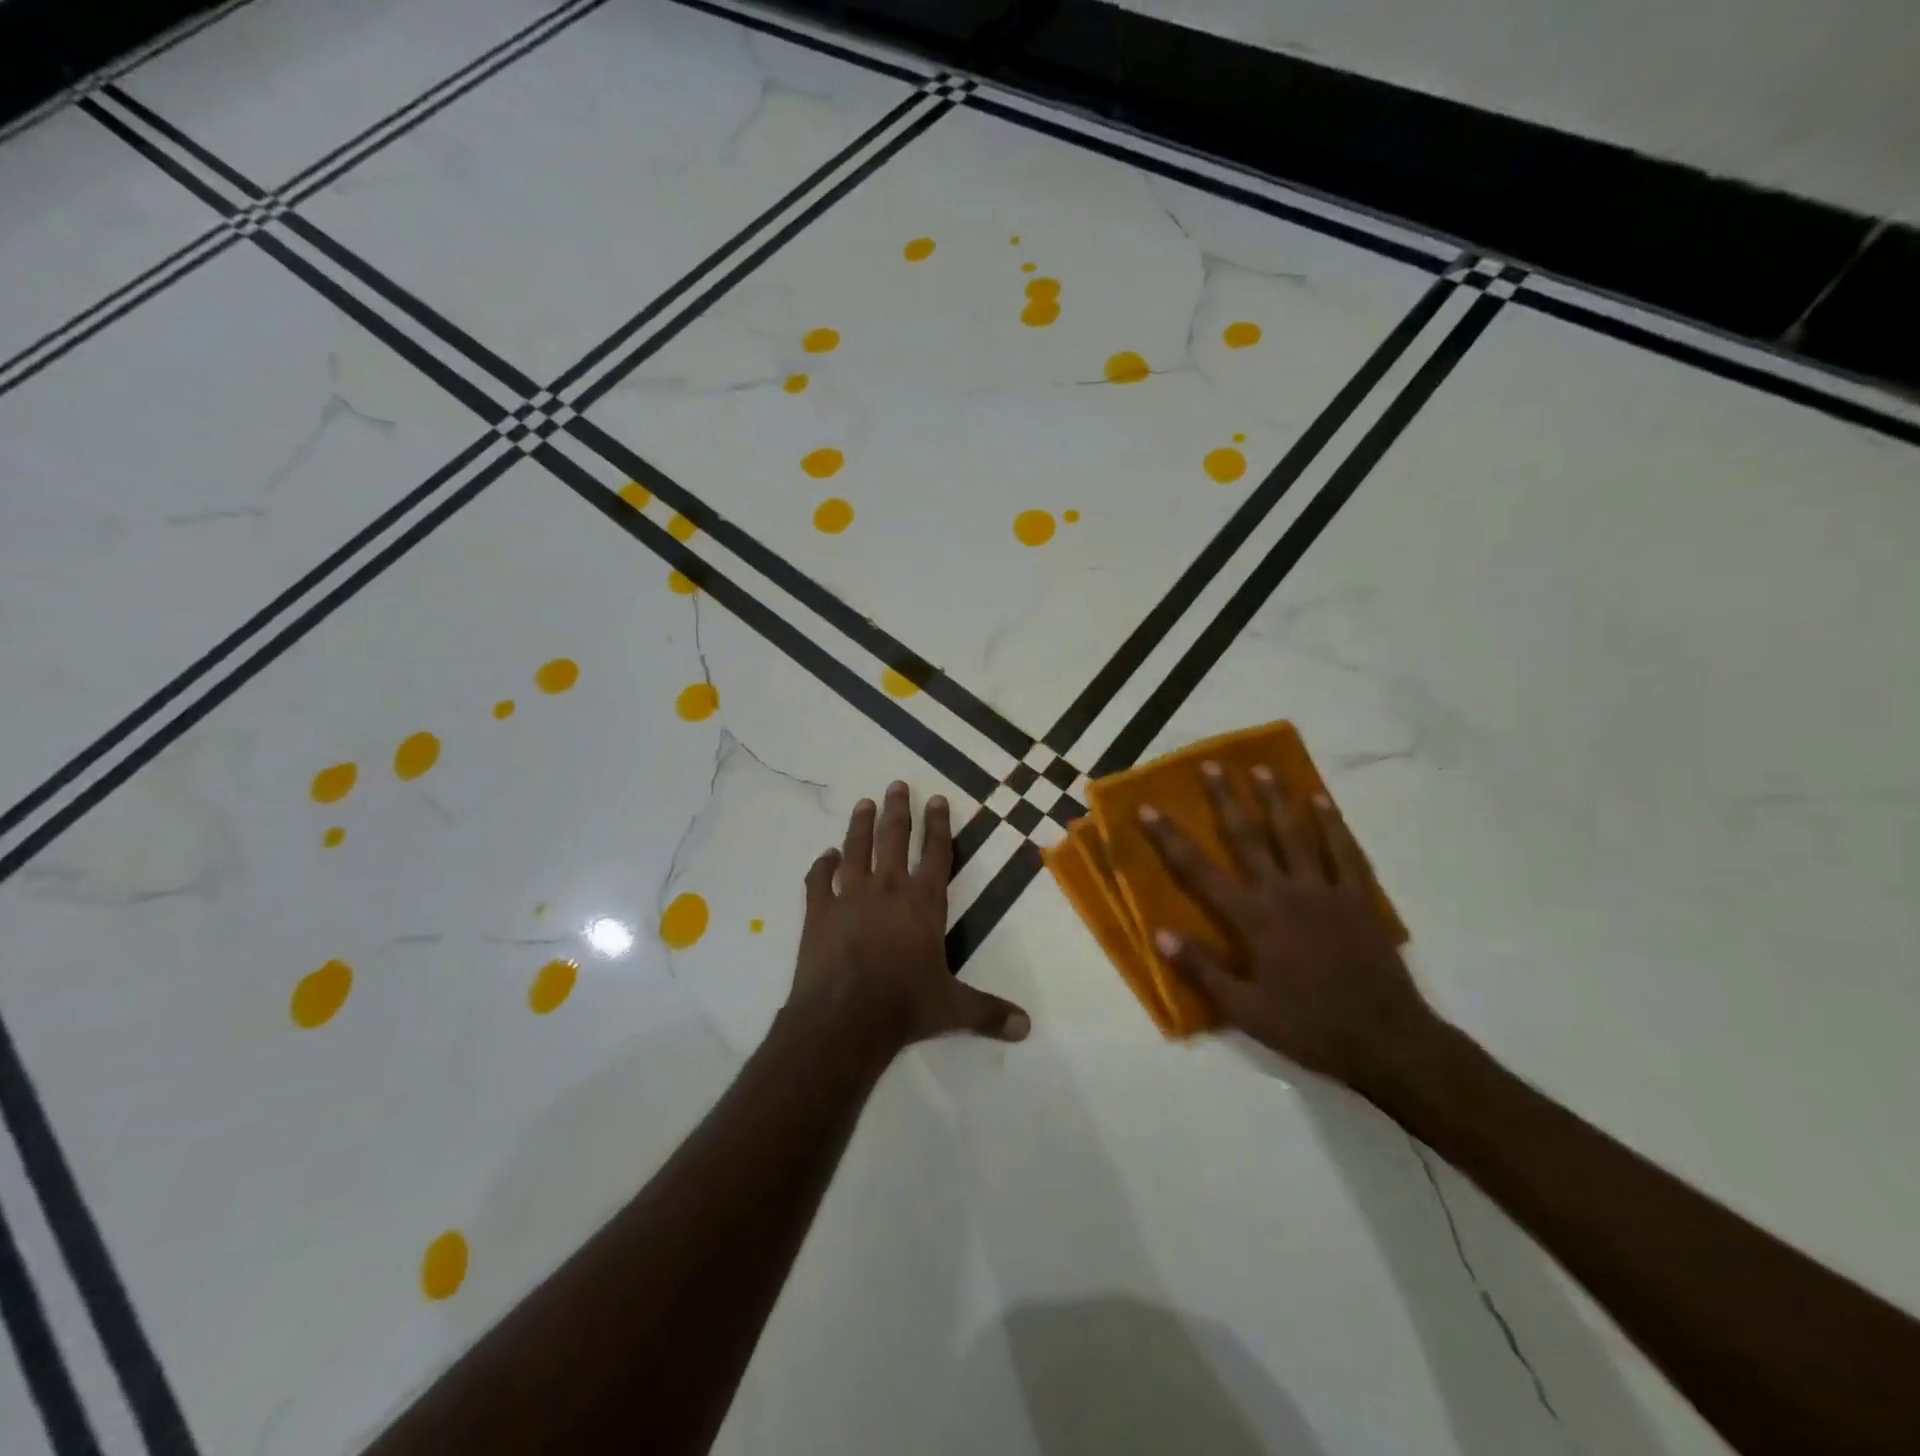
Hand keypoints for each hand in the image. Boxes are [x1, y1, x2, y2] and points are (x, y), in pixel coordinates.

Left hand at [789, 781, 1030, 1056]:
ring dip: (860, 825)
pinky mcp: (819, 912)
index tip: (937, 798)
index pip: (935, 854)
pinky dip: (822, 866)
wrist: (843, 1019)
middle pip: (894, 839)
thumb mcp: (953, 1009)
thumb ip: (989, 1013)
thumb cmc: (904, 1007)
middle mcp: (888, 890)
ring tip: (863, 803)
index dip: (938, 825)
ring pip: (856, 849)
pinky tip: (825, 856)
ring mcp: (850, 897)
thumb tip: (1027, 1028)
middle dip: (898, 810)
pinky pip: (819, 880)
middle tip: (896, 785)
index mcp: (924, 903)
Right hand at [1139, 761, 1438, 1093]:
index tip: (1149, 808)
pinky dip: (1332, 824)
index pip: (1200, 871)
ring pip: (1296, 834)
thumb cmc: (1308, 1026)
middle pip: (1249, 837)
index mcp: (1254, 919)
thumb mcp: (1245, 1010)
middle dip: (1227, 799)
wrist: (1385, 1040)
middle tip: (1211, 765)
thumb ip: (1202, 970)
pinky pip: (1345, 852)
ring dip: (1277, 799)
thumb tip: (1158, 934)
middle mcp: (1285, 893)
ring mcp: (1325, 891)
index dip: (1171, 838)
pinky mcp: (1359, 898)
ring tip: (1262, 769)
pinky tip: (1322, 800)